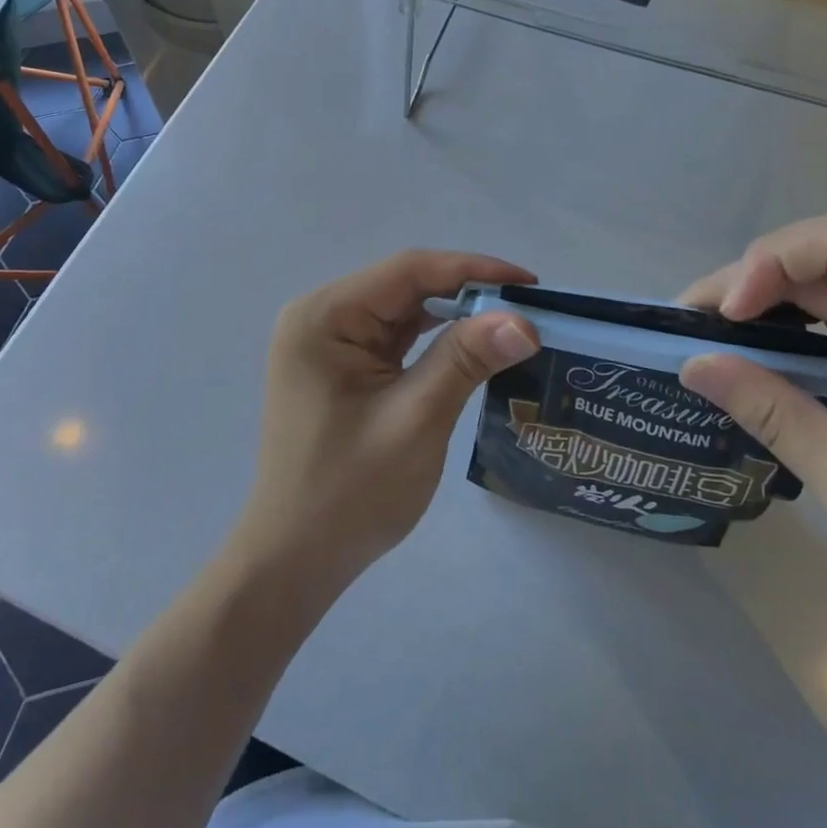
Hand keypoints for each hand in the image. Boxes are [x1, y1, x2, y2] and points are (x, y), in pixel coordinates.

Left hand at [233, 251, 540, 597]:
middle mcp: (321, 316)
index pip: (407, 270)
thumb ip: (466, 359)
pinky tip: (470, 347)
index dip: (472, 269)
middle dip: (466, 294)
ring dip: (453, 316)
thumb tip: (524, 320)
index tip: (530, 283)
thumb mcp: (416, 419)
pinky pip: (394, 337)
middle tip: (527, 309)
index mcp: (324, 316)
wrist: (297, 558)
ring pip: (403, 310)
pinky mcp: (341, 365)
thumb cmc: (350, 493)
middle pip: (405, 286)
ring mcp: (328, 341)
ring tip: (508, 326)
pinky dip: (433, 340)